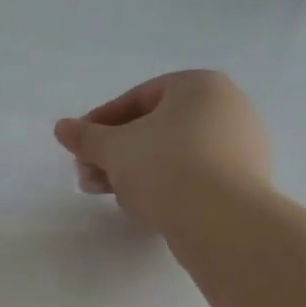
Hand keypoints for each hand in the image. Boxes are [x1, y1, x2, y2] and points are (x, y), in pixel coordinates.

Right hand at [54, 70, 270, 230]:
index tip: (78, 146)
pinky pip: (193, 175)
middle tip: (87, 175)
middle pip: (155, 127)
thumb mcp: (114, 149)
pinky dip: (164, 185)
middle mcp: (227, 107)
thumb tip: (62, 127)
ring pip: (172, 153)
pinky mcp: (244, 181)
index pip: (138, 98)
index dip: (100, 122)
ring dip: (133, 171)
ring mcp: (241, 146)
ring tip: (106, 193)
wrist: (221, 221)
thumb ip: (86, 137)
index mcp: (200, 86)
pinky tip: (142, 205)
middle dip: (115, 152)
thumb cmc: (164, 167)